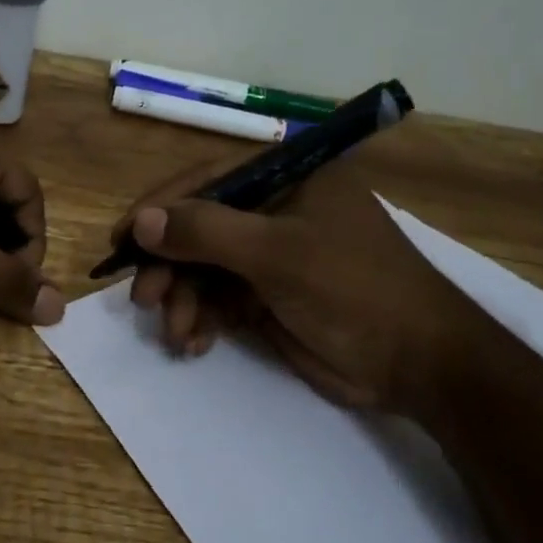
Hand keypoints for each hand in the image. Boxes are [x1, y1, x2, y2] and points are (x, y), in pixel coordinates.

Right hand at [114, 148, 478, 417]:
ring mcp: (271, 253)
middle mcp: (275, 207)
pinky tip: (194, 343)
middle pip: (199, 226)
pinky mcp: (268, 294)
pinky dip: (201, 319)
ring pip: (203, 267)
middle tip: (144, 298)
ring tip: (175, 332)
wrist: (420, 366)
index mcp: (288, 176)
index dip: (159, 208)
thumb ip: (205, 231)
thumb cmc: (354, 289)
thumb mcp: (277, 254)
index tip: (121, 239)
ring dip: (183, 299)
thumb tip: (141, 223)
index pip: (206, 179)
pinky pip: (218, 298)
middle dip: (169, 265)